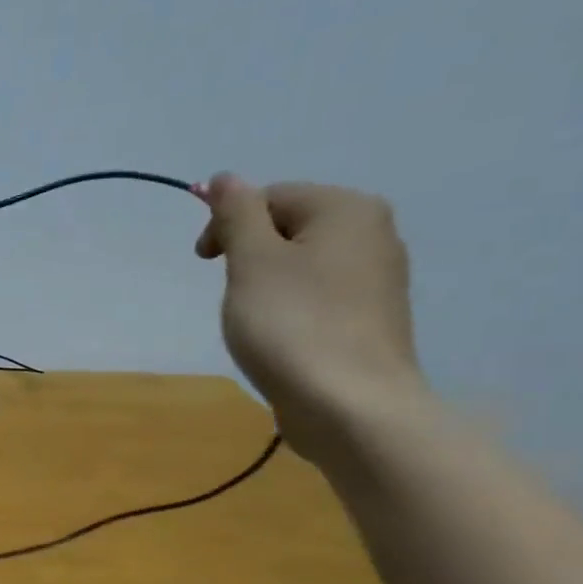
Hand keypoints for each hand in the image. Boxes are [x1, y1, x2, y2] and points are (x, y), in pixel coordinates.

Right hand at [194, 173, 427, 460]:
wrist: (349, 405)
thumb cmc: (292, 324)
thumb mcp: (251, 261)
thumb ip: (236, 213)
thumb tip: (224, 178)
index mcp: (346, 209)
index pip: (270, 197)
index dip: (227, 224)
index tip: (203, 263)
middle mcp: (373, 233)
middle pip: (289, 227)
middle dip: (249, 254)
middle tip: (230, 293)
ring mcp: (379, 278)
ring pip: (302, 263)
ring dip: (266, 283)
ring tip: (253, 320)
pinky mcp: (372, 318)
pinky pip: (319, 295)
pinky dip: (290, 307)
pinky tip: (281, 337)